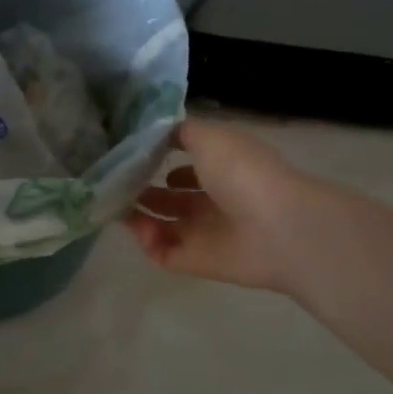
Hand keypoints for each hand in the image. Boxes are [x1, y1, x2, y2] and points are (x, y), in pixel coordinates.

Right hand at [123, 119, 311, 291]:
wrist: (277, 228)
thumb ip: (179, 132)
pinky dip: (147, 242)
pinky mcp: (196, 261)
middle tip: (115, 184)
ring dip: (137, 217)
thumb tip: (156, 132)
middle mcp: (214, 200)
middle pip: (170, 198)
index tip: (129, 156)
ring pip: (162, 226)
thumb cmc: (243, 173)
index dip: (159, 160)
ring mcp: (205, 233)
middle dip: (142, 190)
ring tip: (118, 206)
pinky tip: (140, 227)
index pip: (186, 164)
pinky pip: (163, 253)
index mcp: (222, 168)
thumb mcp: (209, 137)